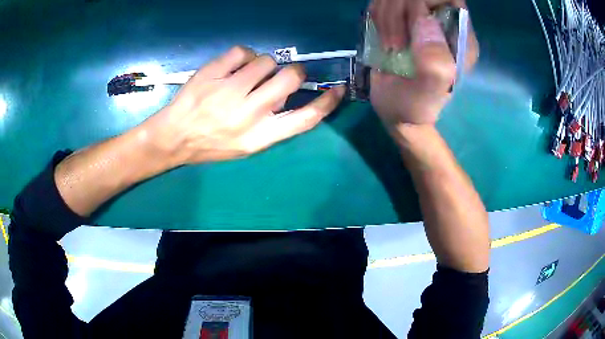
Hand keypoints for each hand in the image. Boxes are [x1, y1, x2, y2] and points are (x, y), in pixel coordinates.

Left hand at [144, 46, 344, 164]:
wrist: (173, 138)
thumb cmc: (211, 144)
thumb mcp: (246, 146)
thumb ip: (273, 125)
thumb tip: (288, 95)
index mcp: (260, 137)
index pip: (305, 118)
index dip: (327, 103)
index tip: (338, 90)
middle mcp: (249, 113)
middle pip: (291, 79)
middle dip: (294, 72)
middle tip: (283, 75)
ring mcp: (229, 91)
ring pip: (267, 61)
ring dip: (264, 64)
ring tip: (249, 74)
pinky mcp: (212, 73)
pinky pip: (242, 52)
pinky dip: (243, 56)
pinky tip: (234, 66)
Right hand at [368, 0, 478, 127]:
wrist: (396, 110)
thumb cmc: (416, 106)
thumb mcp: (428, 93)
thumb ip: (433, 61)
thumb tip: (424, 19)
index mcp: (460, 38)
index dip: (422, 1)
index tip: (409, 24)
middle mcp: (443, 24)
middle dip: (397, 10)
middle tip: (393, 43)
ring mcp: (420, 20)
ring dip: (384, 15)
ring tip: (387, 45)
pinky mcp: (401, 21)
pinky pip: (384, 1)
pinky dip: (376, 14)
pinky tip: (380, 36)